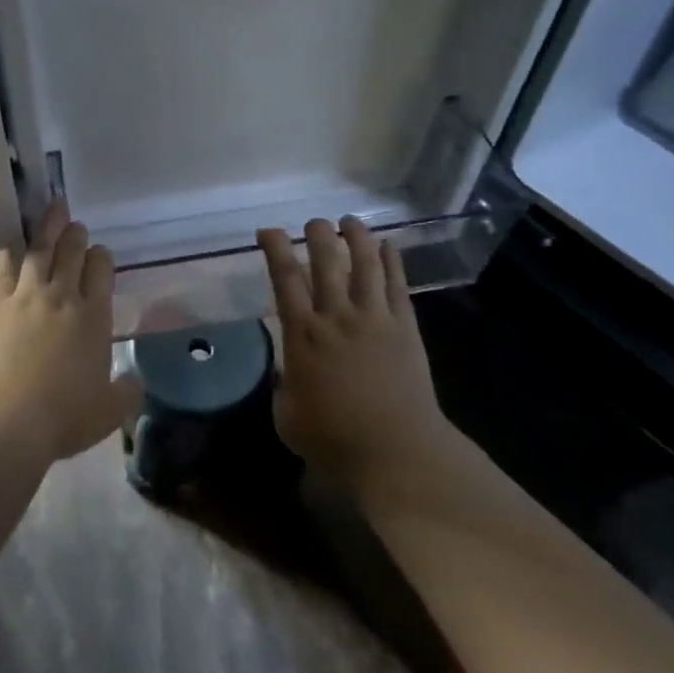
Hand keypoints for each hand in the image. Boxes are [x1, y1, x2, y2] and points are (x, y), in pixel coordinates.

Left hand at [0, 203, 142, 461]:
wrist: (6, 417)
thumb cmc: (64, 416)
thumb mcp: (109, 411)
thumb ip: (127, 392)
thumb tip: (135, 382)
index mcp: (94, 317)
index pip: (102, 271)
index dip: (102, 258)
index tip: (100, 255)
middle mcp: (62, 297)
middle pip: (72, 252)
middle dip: (76, 235)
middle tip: (76, 225)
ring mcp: (26, 296)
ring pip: (39, 250)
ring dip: (48, 229)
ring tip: (53, 212)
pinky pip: (4, 268)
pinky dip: (10, 254)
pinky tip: (11, 248)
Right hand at [258, 217, 444, 489]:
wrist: (394, 451)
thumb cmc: (333, 438)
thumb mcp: (287, 416)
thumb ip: (283, 386)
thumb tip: (286, 371)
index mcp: (302, 335)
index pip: (284, 279)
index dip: (275, 248)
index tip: (268, 231)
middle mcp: (337, 317)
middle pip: (326, 261)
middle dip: (318, 234)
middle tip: (314, 223)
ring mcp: (374, 319)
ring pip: (365, 264)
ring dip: (356, 237)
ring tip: (350, 221)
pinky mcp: (404, 327)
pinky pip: (397, 285)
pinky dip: (392, 261)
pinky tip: (388, 245)